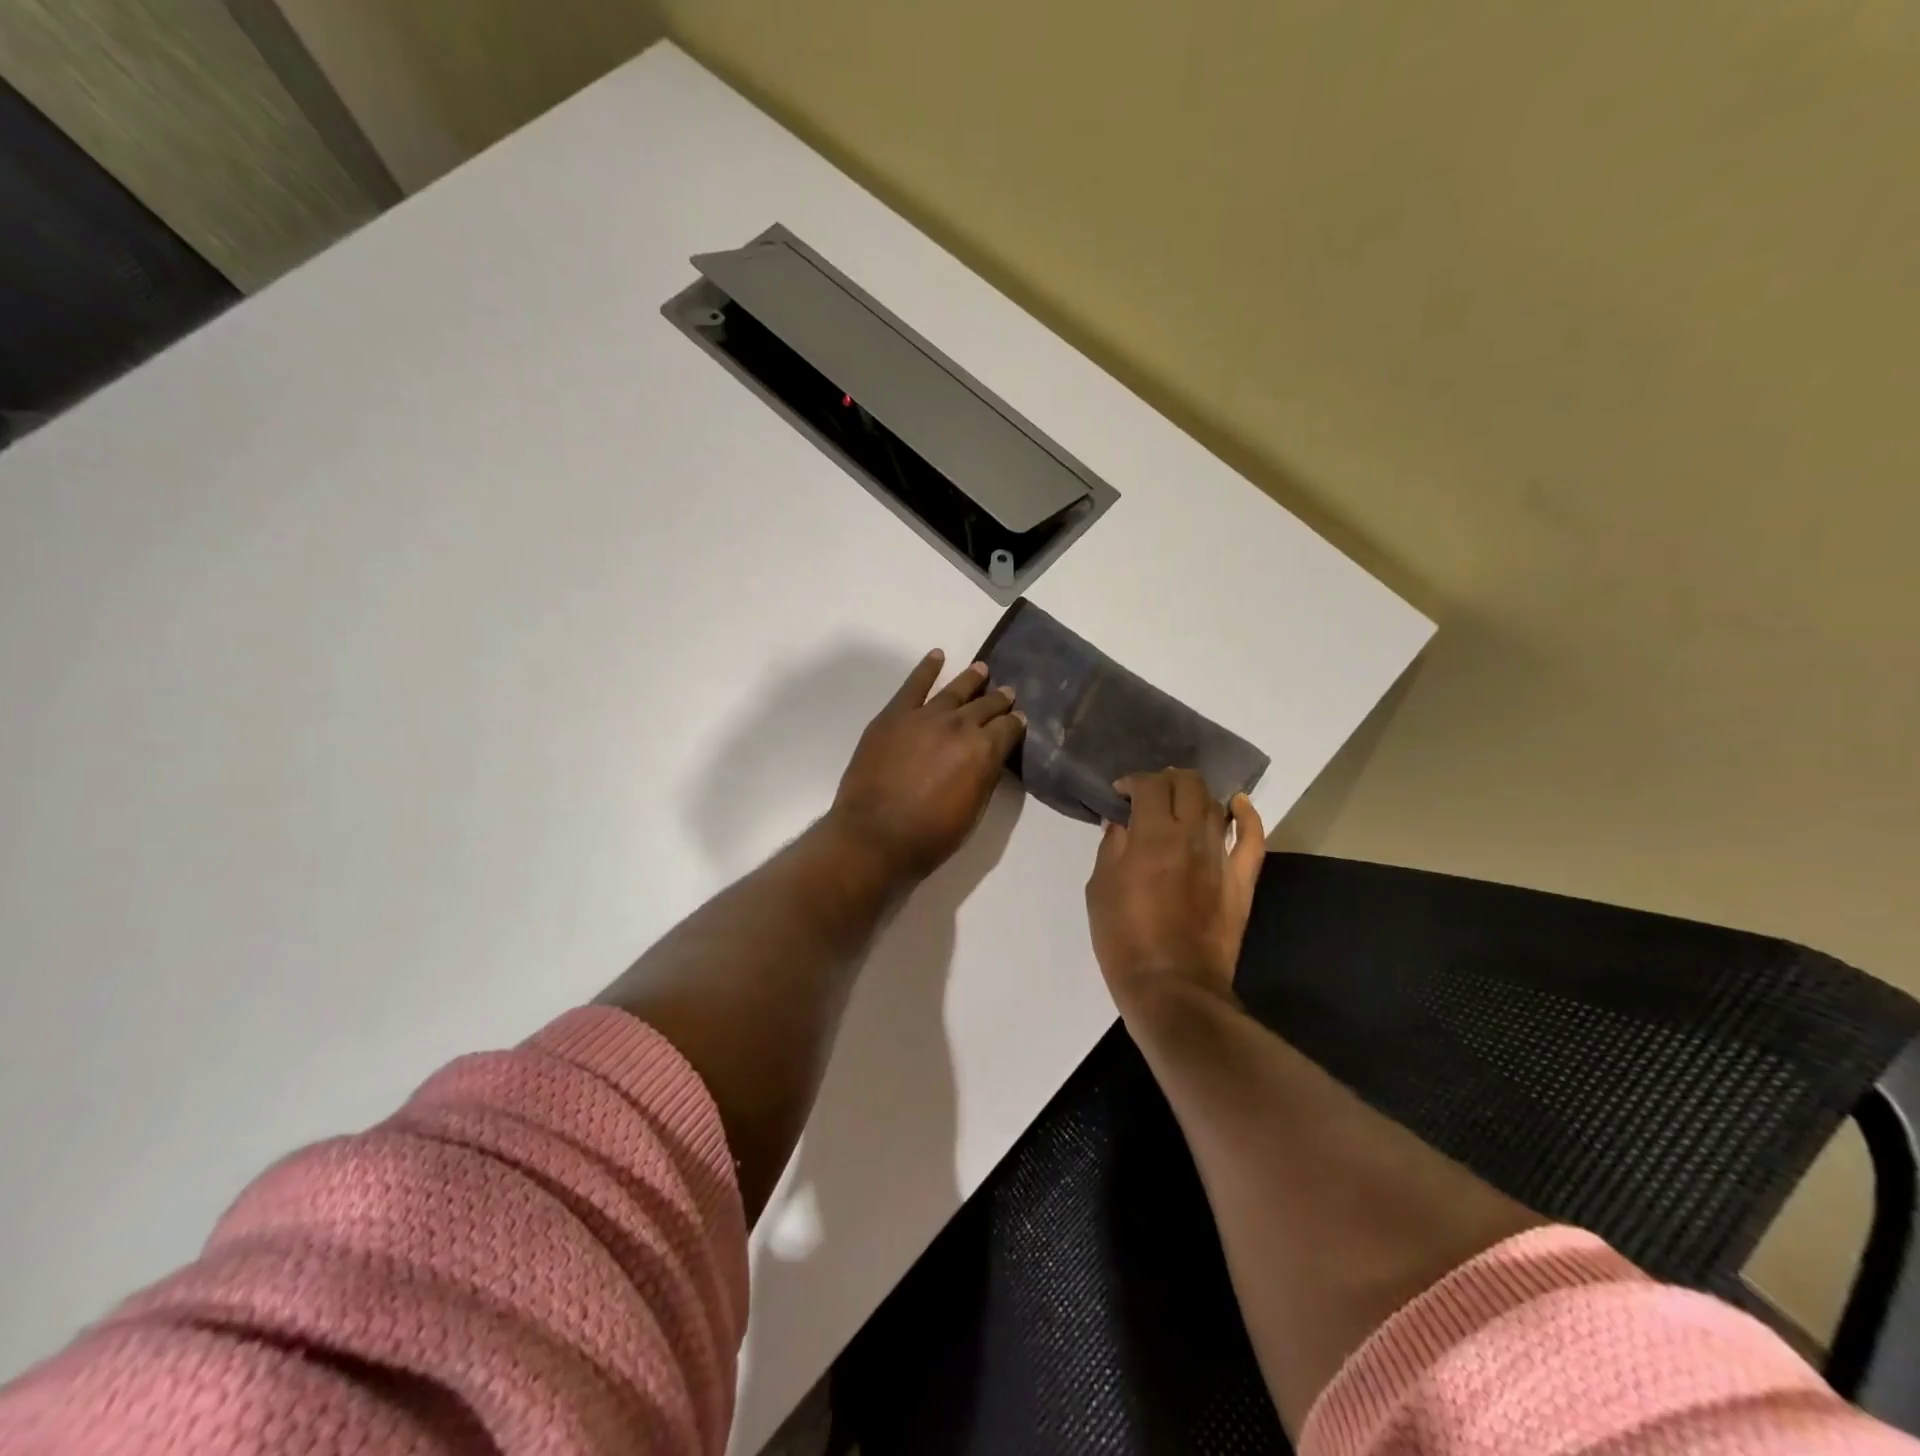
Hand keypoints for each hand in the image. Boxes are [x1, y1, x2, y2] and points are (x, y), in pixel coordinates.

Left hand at [829, 650, 1025, 880]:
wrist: (876, 836)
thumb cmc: (930, 835)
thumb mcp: (973, 812)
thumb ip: (984, 777)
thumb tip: (989, 757)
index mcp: (984, 751)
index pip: (1008, 728)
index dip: (1015, 724)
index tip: (1019, 720)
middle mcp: (959, 725)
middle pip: (985, 706)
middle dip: (999, 699)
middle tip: (1008, 693)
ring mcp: (925, 716)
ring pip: (954, 691)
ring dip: (971, 679)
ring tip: (981, 669)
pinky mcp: (894, 715)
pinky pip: (914, 685)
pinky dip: (927, 668)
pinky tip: (937, 656)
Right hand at [1085, 769, 1265, 1016]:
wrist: (1172, 987)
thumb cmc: (1124, 938)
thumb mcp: (1100, 889)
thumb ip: (1112, 848)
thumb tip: (1121, 823)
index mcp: (1152, 834)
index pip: (1149, 785)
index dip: (1133, 781)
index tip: (1121, 793)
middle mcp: (1191, 835)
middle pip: (1188, 784)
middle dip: (1166, 779)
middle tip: (1150, 794)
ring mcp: (1221, 856)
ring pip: (1216, 805)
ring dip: (1196, 795)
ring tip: (1180, 801)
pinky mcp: (1241, 880)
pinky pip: (1253, 838)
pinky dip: (1247, 816)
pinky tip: (1238, 805)